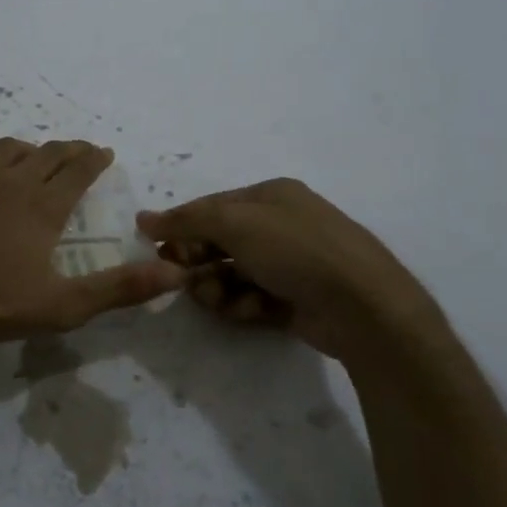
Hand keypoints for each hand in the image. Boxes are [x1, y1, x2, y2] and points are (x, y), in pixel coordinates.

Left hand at [0, 136, 185, 343]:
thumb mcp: (61, 305)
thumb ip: (119, 288)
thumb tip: (174, 273)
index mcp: (44, 206)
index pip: (78, 169)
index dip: (95, 159)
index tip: (104, 154)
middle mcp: (12, 180)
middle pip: (47, 152)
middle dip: (69, 150)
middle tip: (79, 153)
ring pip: (8, 147)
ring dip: (28, 148)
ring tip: (35, 157)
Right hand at [136, 179, 442, 364]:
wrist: (364, 307)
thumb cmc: (296, 251)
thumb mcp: (235, 224)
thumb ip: (185, 220)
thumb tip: (143, 219)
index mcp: (271, 196)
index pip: (211, 206)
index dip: (181, 226)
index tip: (156, 249)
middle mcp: (281, 224)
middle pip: (219, 241)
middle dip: (198, 261)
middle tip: (185, 279)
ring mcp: (291, 263)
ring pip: (232, 273)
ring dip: (217, 287)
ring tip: (221, 300)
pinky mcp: (296, 299)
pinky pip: (252, 298)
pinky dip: (242, 304)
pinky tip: (248, 311)